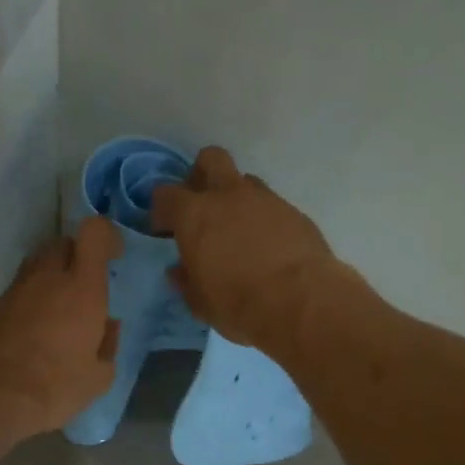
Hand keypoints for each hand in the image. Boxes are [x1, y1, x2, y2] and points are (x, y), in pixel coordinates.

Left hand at [0, 217, 123, 437]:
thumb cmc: (56, 386)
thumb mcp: (99, 377)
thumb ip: (108, 344)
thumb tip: (109, 325)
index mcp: (82, 288)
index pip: (94, 233)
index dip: (106, 236)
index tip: (113, 256)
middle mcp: (47, 278)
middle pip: (62, 244)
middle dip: (75, 256)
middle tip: (83, 286)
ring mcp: (14, 291)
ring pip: (35, 266)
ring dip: (49, 278)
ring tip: (55, 311)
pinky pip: (15, 293)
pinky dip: (26, 303)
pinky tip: (28, 334)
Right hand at [150, 146, 338, 350]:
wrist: (302, 303)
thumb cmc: (238, 304)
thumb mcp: (200, 303)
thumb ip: (186, 281)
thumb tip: (179, 271)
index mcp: (195, 214)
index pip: (166, 194)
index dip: (162, 210)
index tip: (165, 230)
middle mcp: (229, 196)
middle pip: (211, 159)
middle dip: (202, 175)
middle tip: (201, 205)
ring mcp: (266, 200)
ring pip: (246, 182)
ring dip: (237, 199)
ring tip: (239, 231)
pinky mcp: (295, 213)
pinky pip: (272, 206)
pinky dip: (265, 220)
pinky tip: (269, 248)